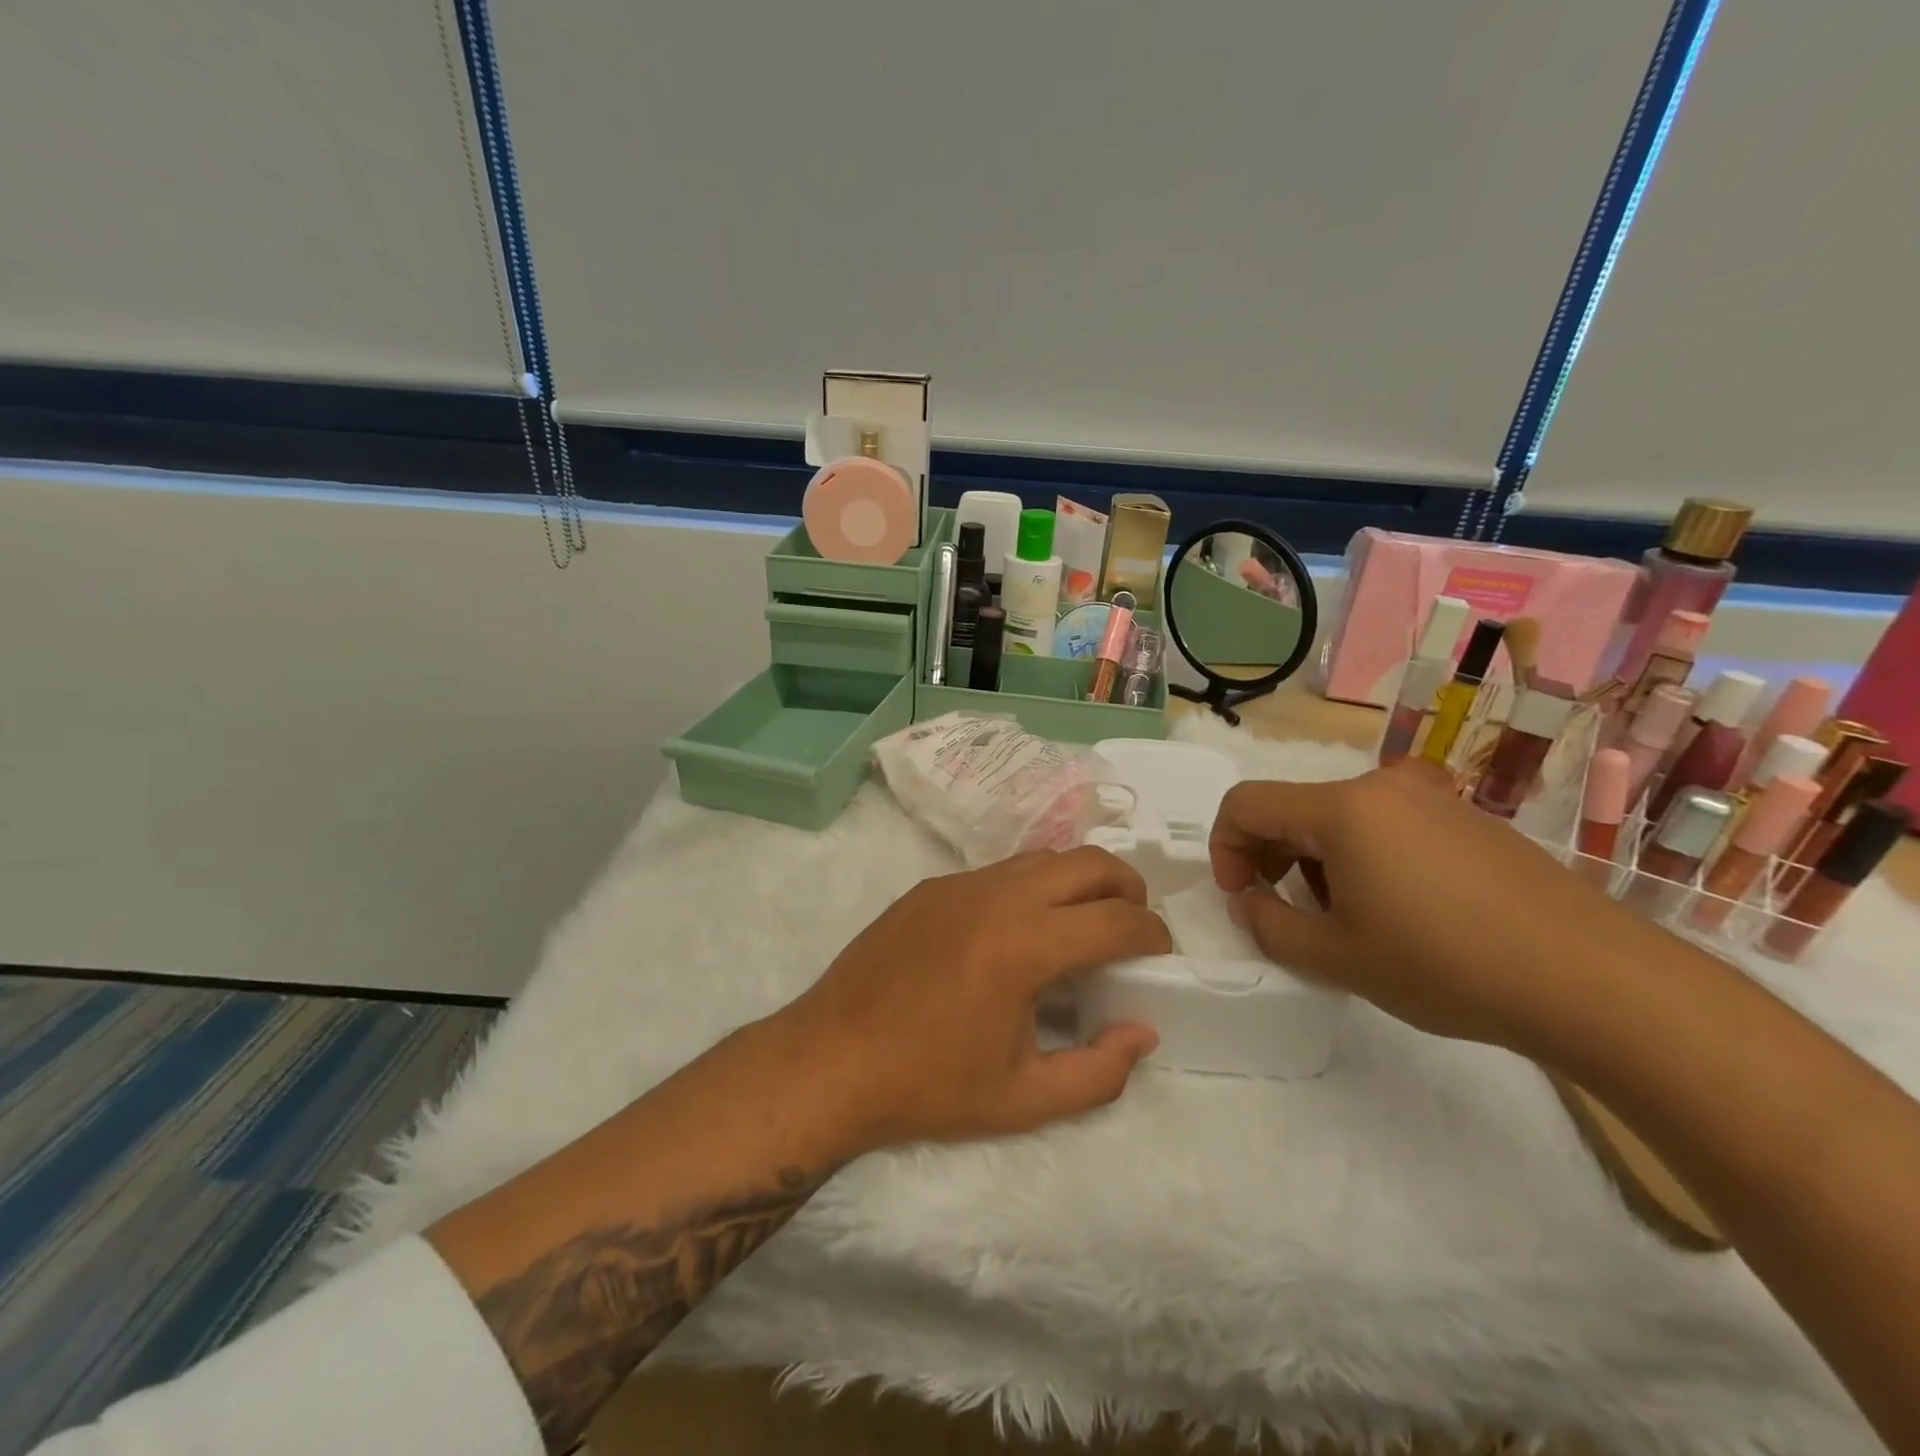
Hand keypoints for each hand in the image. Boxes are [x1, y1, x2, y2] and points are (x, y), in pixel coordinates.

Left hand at [781, 846, 1169, 1151]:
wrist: (831, 1059)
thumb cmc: (928, 1085)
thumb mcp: (1023, 1099)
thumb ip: (1099, 1071)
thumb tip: (1143, 1032)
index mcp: (1023, 947)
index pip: (1116, 919)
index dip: (1152, 934)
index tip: (1159, 955)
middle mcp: (996, 897)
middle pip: (1089, 862)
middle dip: (1126, 888)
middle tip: (1131, 927)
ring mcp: (959, 884)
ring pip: (1043, 857)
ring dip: (1078, 881)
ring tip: (1080, 925)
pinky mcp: (931, 886)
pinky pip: (1000, 870)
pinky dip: (1031, 886)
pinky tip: (1017, 931)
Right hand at [1210, 761, 1638, 1049]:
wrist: (1596, 981)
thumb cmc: (1448, 965)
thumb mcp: (1336, 957)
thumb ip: (1269, 925)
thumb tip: (1250, 901)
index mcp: (1341, 808)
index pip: (1246, 804)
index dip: (1224, 849)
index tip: (1242, 898)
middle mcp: (1382, 787)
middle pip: (1292, 808)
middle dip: (1270, 858)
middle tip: (1284, 914)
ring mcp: (1432, 799)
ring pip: (1339, 818)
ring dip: (1316, 861)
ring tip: (1346, 920)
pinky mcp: (1468, 820)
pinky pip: (1387, 825)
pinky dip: (1363, 858)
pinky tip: (1400, 912)